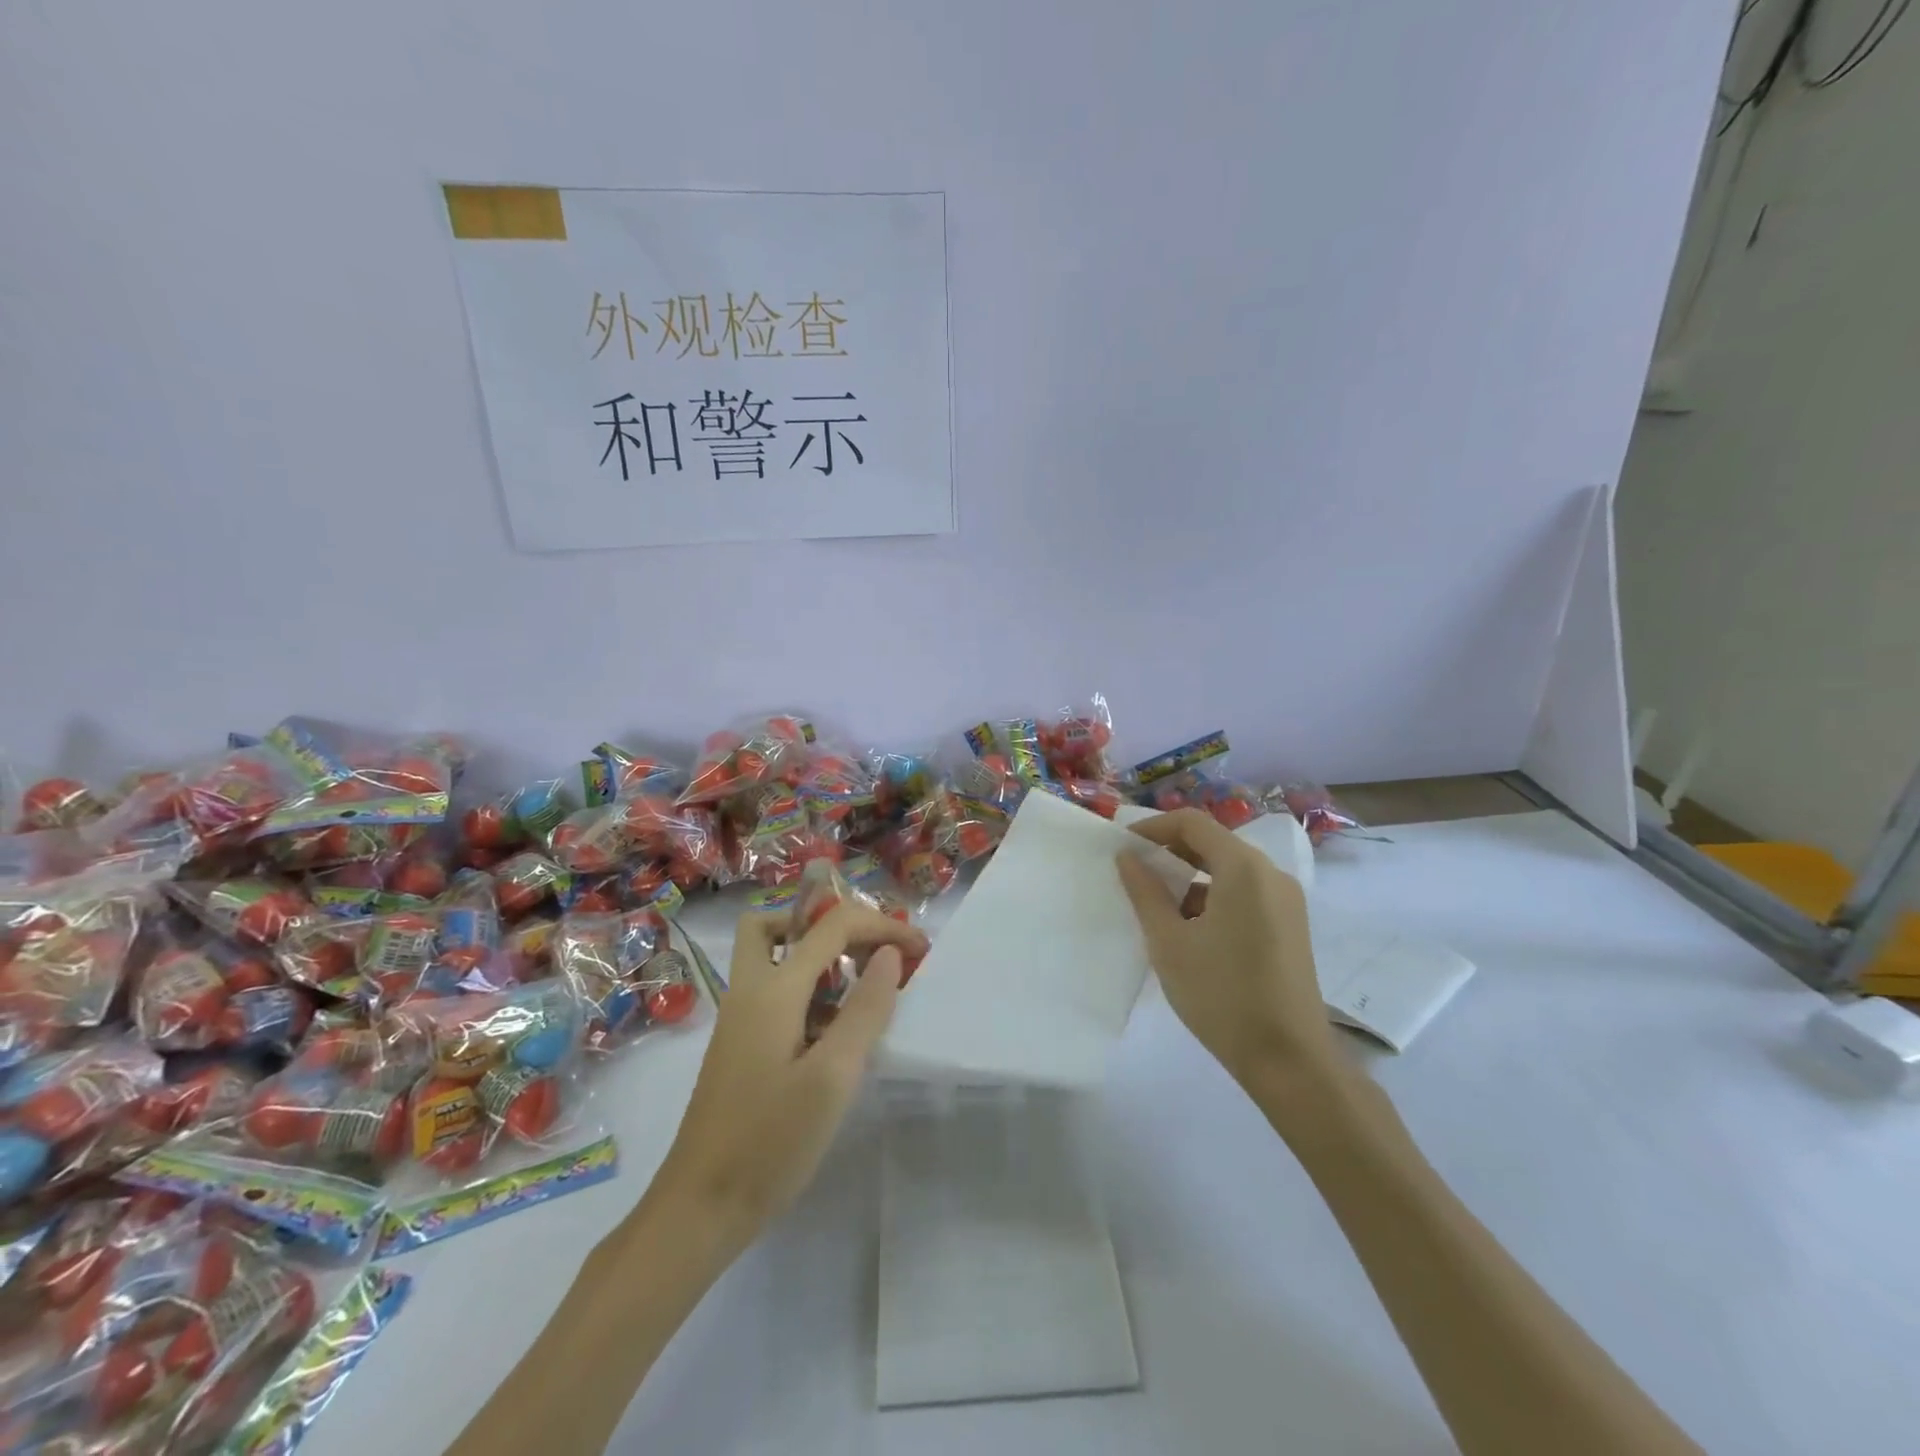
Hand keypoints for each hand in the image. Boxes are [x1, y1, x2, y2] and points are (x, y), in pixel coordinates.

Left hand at [654, 904, 927, 1244]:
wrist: (700, 1208)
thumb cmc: (771, 1142)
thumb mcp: (832, 1077)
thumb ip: (865, 1010)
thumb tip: (889, 954)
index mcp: (772, 990)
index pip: (832, 925)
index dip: (881, 925)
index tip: (920, 948)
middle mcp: (749, 991)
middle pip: (776, 924)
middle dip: (828, 924)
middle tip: (870, 951)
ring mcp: (740, 1018)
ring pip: (774, 957)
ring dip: (819, 957)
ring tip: (863, 988)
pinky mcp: (741, 1045)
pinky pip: (775, 992)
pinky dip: (808, 990)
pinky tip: (836, 1030)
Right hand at [1116, 808, 1336, 1091]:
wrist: (1289, 1059)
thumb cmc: (1221, 995)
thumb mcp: (1169, 942)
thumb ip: (1145, 892)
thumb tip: (1127, 857)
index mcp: (1244, 868)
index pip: (1193, 823)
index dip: (1153, 827)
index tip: (1123, 847)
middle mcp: (1270, 874)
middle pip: (1213, 842)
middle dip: (1170, 851)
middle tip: (1134, 873)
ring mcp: (1285, 900)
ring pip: (1228, 869)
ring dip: (1190, 877)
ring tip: (1156, 906)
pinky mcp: (1290, 924)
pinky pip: (1245, 892)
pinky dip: (1212, 897)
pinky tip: (1189, 929)